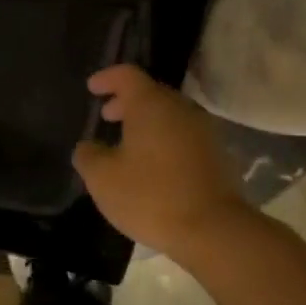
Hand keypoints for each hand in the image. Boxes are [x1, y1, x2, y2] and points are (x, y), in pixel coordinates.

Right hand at [72, 64, 253, 258]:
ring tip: (128, 144)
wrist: (213, 229)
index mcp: (151, 104)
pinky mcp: (217, 154)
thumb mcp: (103, 179)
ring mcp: (204, 131)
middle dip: (127, 102)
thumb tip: (88, 147)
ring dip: (147, 123)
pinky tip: (153, 165)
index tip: (92, 88)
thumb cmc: (151, 196)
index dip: (107, 78)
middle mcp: (181, 108)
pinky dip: (164, 140)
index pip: (127, 75)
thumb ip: (88, 156)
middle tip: (108, 116)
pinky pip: (184, 136)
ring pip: (170, 115)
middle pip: (151, 93)